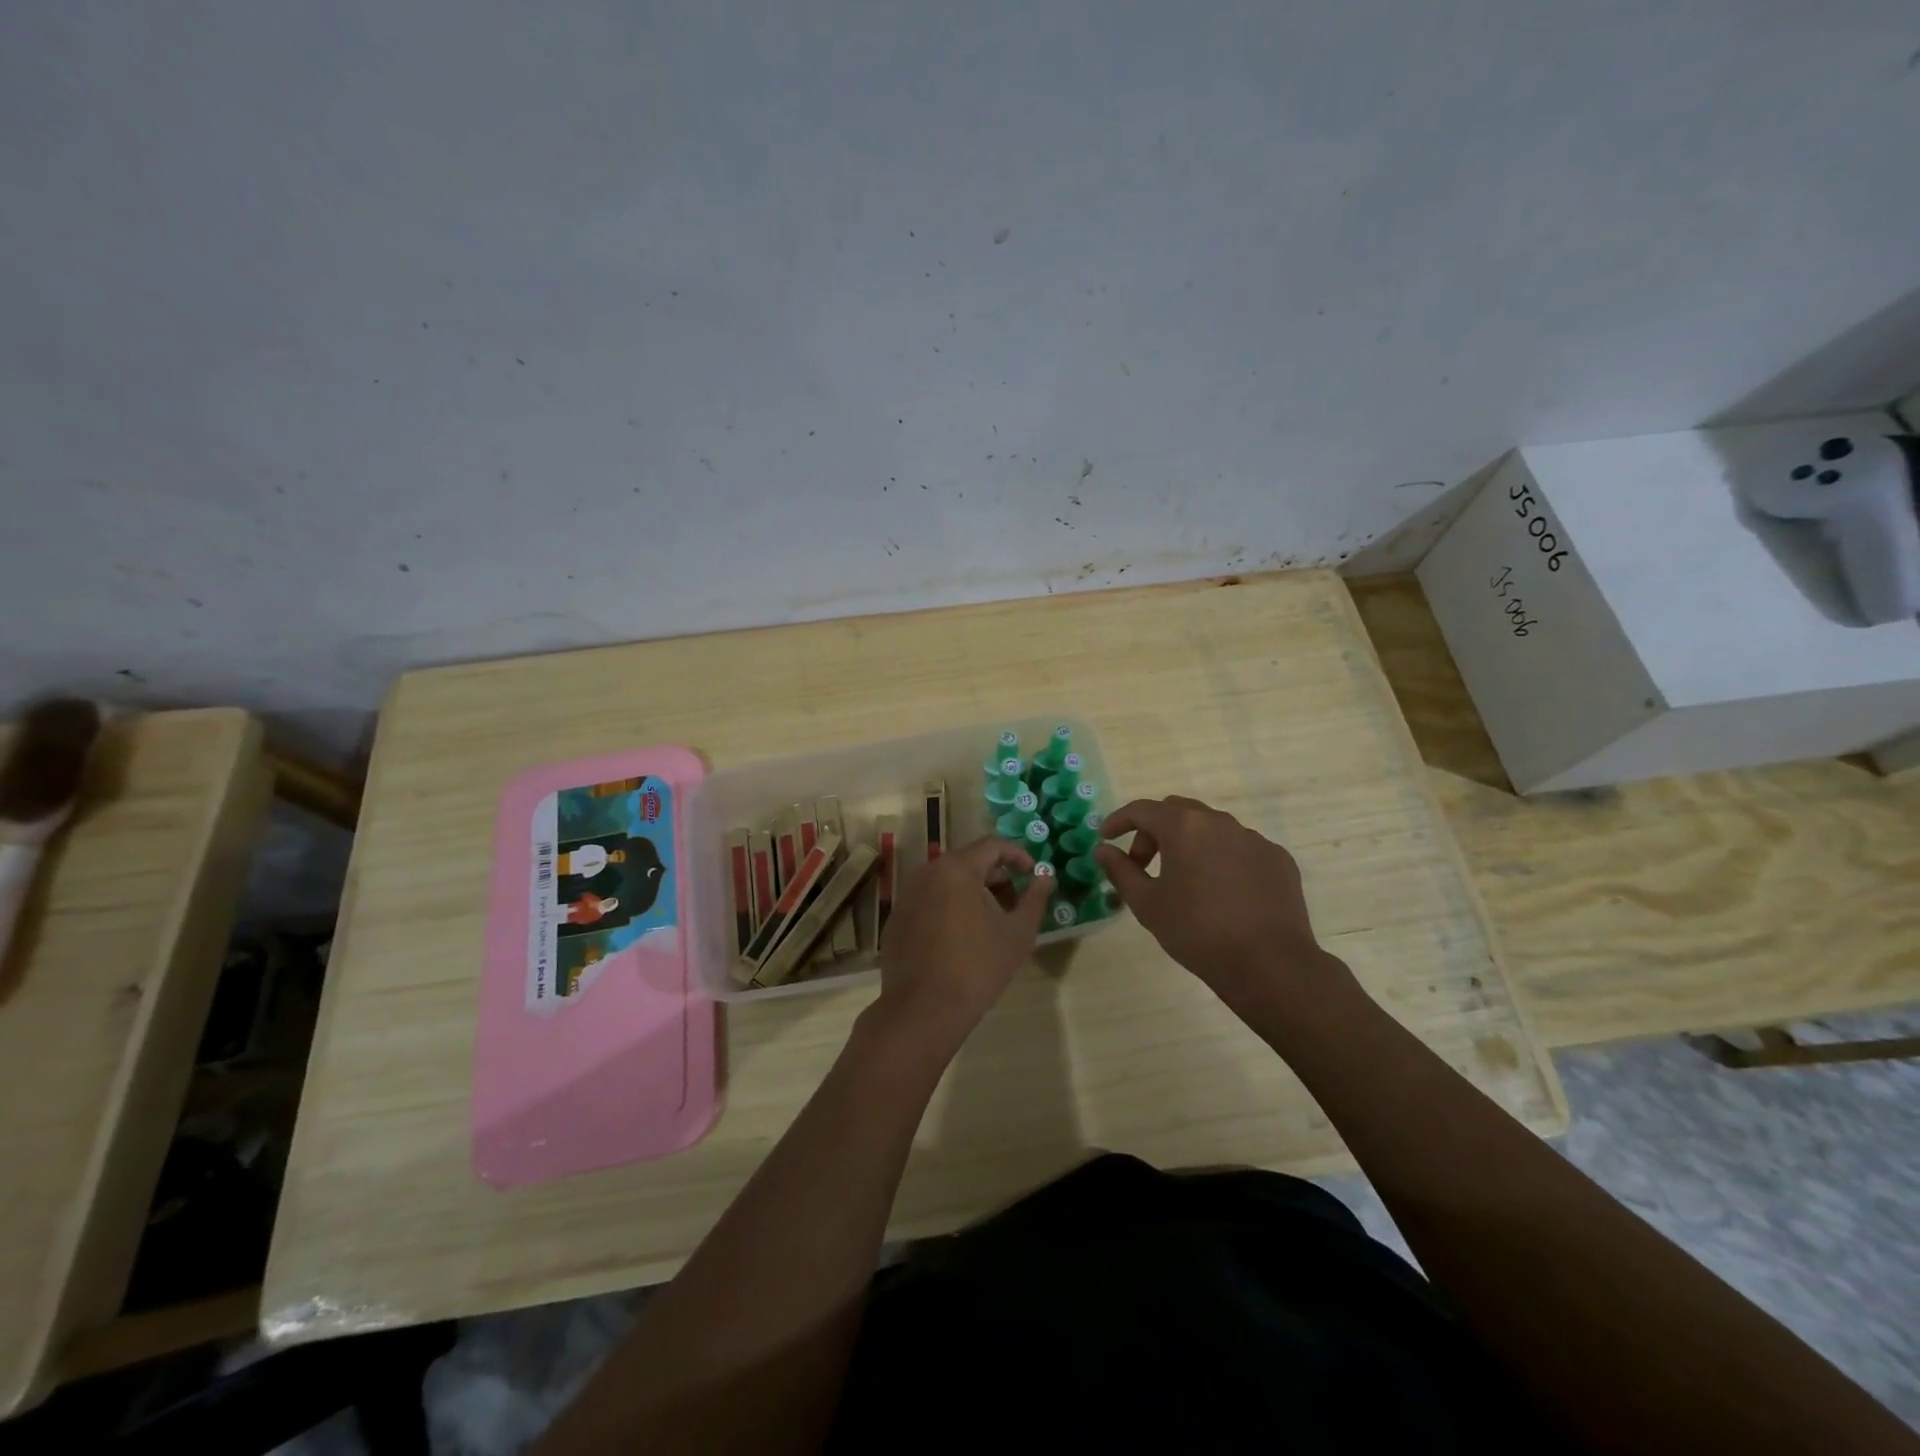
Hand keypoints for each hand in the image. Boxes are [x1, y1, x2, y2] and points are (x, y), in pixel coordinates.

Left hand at [873, 835, 1051, 1057]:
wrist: (923, 1010)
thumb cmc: (978, 967)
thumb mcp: (1018, 933)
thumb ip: (1034, 899)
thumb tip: (1046, 877)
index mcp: (956, 869)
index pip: (992, 845)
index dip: (1018, 856)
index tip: (1033, 875)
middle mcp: (926, 873)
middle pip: (968, 862)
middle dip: (996, 879)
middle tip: (1016, 905)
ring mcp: (907, 896)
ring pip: (947, 883)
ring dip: (973, 894)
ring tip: (992, 924)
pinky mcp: (897, 920)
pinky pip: (930, 903)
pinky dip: (949, 909)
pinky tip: (961, 941)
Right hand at [1096, 796, 1356, 1021]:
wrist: (1269, 964)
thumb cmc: (1197, 931)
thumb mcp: (1147, 904)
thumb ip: (1120, 871)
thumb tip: (1103, 849)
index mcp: (1184, 826)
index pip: (1142, 809)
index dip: (1119, 821)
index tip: (1106, 838)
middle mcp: (1220, 822)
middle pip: (1177, 812)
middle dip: (1154, 831)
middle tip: (1143, 863)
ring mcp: (1254, 839)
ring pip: (1212, 828)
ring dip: (1190, 843)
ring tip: (1184, 880)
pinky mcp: (1278, 859)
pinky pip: (1241, 849)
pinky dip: (1222, 859)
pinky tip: (1222, 892)